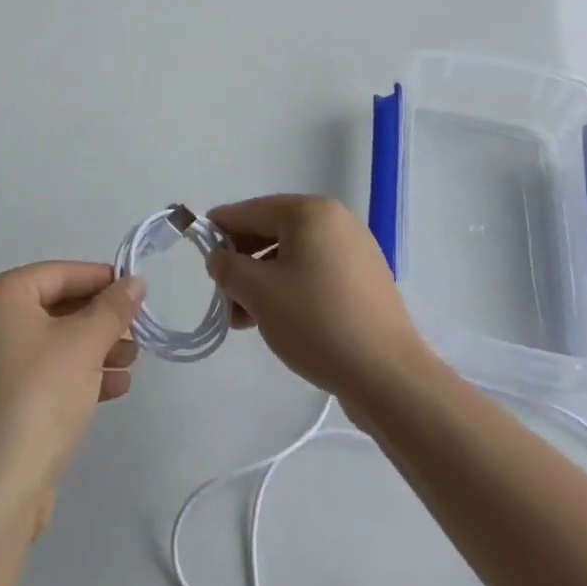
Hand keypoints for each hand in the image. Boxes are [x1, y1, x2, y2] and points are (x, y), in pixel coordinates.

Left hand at [0, 262, 143, 534]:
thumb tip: (134, 282)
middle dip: (100, 320)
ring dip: (94, 348)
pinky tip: (115, 387)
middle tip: (138, 331)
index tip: (136, 292)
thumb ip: (113, 308)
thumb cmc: (39, 396)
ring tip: (132, 362)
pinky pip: (42, 373)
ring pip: (52, 342)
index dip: (101, 280)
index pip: (58, 274)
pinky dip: (76, 374)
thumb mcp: (84, 344)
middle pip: (55, 307)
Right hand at [205, 196, 431, 412]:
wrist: (388, 375)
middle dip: (243, 261)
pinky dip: (291, 288)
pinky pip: (316, 273)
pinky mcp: (366, 281)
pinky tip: (276, 320)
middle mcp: (336, 221)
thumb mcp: (259, 293)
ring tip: (242, 319)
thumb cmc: (316, 322)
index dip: (221, 226)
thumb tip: (219, 257)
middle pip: (274, 231)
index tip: (199, 243)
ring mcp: (355, 250)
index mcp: (310, 212)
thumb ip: (229, 268)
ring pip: (294, 256)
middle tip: (221, 292)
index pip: (252, 210)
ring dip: (264, 280)